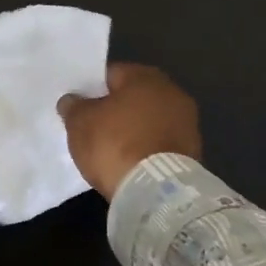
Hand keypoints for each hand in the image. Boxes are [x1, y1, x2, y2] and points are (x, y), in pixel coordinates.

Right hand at [56, 62, 200, 198]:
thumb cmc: (115, 144)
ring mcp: (187, 122)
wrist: (156, 191)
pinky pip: (160, 142)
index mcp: (145, 76)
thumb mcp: (80, 123)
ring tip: (112, 148)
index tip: (79, 107)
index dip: (91, 89)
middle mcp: (172, 91)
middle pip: (133, 96)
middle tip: (93, 127)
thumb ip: (73, 106)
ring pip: (149, 120)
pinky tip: (131, 162)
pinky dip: (147, 148)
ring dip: (134, 129)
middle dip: (115, 109)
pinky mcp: (193, 151)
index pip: (111, 74)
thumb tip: (72, 100)